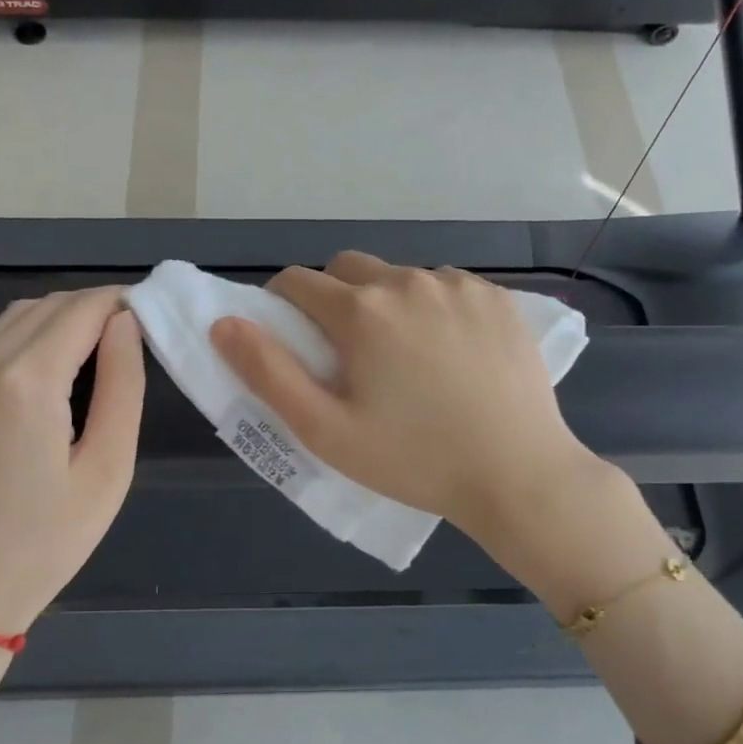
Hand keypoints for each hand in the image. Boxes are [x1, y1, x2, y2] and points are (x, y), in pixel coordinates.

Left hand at [0, 288, 143, 637]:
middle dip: (94, 308)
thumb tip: (126, 325)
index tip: (153, 317)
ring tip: (98, 354)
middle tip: (133, 339)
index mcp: (26, 381)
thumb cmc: (44, 544)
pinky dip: (28, 338)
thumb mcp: (108, 469)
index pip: (82, 308)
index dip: (122, 302)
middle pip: (48, 306)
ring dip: (60, 320)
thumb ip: (123, 386)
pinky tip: (51, 373)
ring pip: (15, 318)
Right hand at [210, 252, 593, 538]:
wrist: (518, 474)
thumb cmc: (414, 460)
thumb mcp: (327, 431)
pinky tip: (453, 353)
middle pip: (348, 269)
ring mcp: (460, 285)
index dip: (283, 306)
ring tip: (408, 358)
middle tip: (349, 352)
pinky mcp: (498, 297)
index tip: (294, 340)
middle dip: (334, 298)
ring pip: (401, 276)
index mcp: (361, 311)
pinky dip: (435, 307)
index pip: (297, 282)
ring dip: (388, 302)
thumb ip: (269, 373)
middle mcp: (409, 280)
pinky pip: (448, 286)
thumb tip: (224, 323)